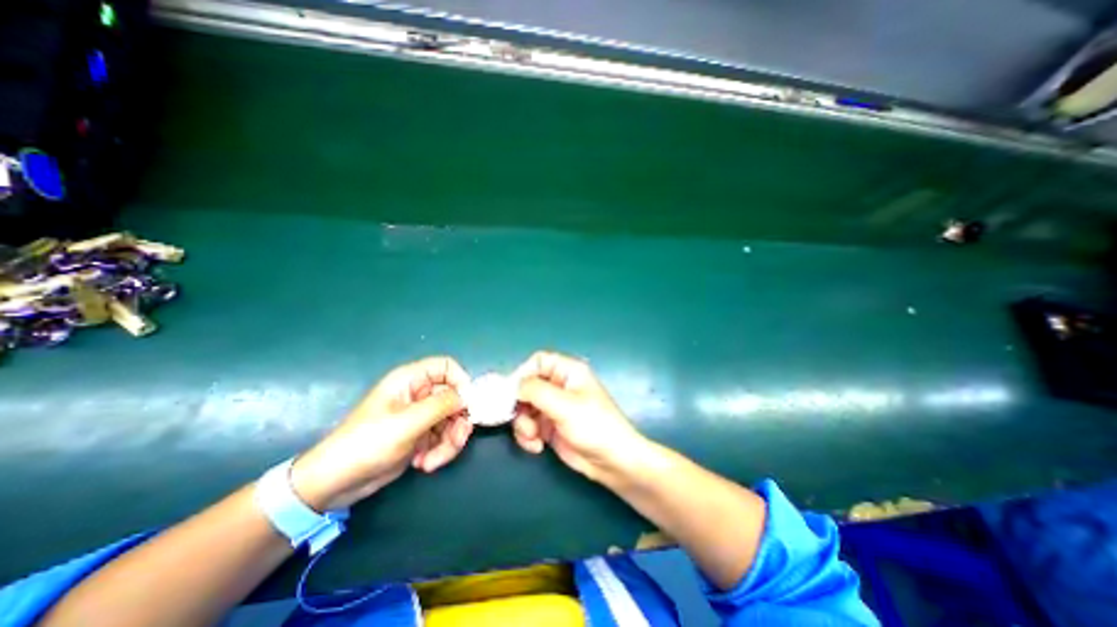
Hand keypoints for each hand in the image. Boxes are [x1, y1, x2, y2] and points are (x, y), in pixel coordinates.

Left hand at [287, 356, 468, 510]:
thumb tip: (469, 395)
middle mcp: (419, 394)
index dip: (461, 381)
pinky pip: (444, 437)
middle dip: (457, 422)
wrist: (335, 483)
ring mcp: (421, 416)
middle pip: (455, 398)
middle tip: (456, 441)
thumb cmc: (367, 444)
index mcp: (411, 380)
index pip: (447, 367)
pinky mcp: (421, 435)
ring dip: (449, 442)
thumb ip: (442, 405)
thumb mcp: (407, 423)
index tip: (468, 405)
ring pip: (452, 420)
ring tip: (431, 462)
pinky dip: (439, 451)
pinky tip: (422, 464)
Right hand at [510, 349, 651, 481]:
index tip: (511, 393)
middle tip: (521, 421)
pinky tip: (537, 446)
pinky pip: (528, 424)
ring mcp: (553, 406)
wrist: (612, 461)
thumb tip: (513, 386)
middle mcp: (559, 386)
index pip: (538, 362)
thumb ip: (536, 391)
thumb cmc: (594, 426)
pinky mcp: (549, 426)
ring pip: (524, 407)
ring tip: (532, 438)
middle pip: (527, 386)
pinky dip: (527, 435)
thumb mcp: (565, 405)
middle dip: (520, 405)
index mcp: (568, 371)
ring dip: (523, 424)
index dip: (523, 373)